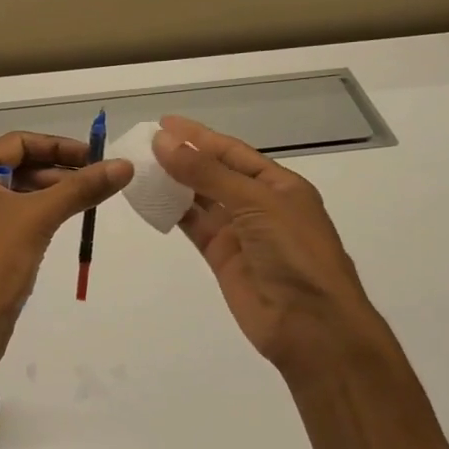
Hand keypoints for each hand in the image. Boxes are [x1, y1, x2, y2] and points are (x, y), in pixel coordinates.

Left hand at [0, 132, 131, 381]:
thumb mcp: (39, 219)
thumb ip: (81, 188)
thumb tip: (124, 165)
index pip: (16, 143)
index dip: (58, 146)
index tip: (94, 157)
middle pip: (13, 167)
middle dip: (56, 171)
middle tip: (96, 179)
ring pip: (10, 195)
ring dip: (46, 193)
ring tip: (86, 200)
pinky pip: (4, 218)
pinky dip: (31, 215)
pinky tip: (59, 222)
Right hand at [152, 116, 383, 374]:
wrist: (310, 325)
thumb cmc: (294, 253)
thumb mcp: (255, 203)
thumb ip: (206, 173)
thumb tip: (163, 142)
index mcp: (279, 185)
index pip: (232, 152)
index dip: (198, 137)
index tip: (163, 123)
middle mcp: (259, 205)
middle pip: (213, 173)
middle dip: (182, 157)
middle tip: (143, 144)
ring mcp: (239, 233)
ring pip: (199, 199)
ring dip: (172, 183)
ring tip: (138, 167)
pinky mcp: (221, 258)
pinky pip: (192, 226)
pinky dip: (171, 212)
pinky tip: (148, 199)